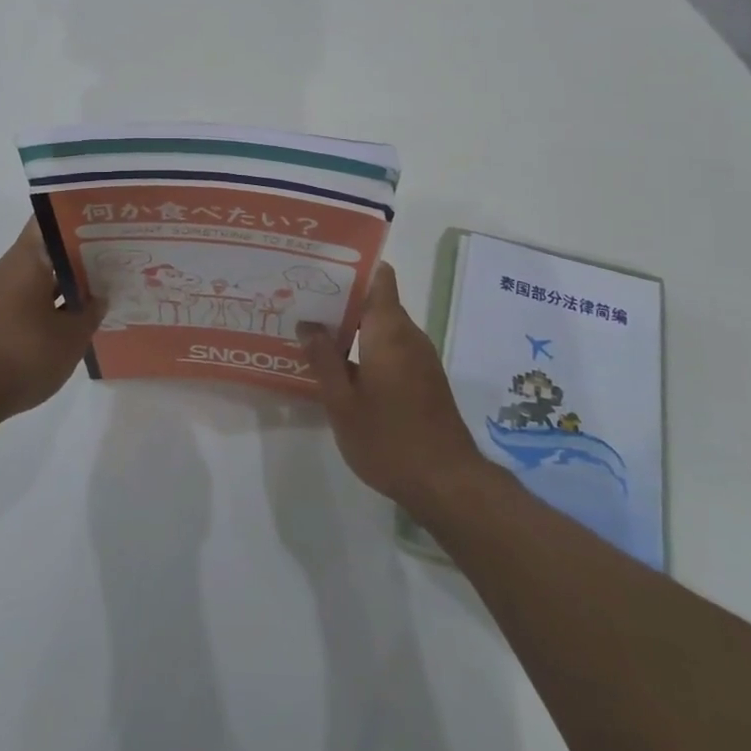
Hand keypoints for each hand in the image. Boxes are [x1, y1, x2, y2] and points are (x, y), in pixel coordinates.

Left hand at [0, 220, 104, 429]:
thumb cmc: (22, 355)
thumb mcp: (71, 337)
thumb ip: (90, 312)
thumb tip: (98, 297)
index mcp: (25, 259)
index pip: (50, 222)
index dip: (78, 220)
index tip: (104, 227)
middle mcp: (4, 269)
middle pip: (44, 251)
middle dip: (76, 258)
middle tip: (110, 264)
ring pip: (33, 278)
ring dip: (61, 286)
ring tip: (94, 297)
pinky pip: (20, 301)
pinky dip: (43, 307)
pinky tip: (64, 325)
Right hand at [298, 263, 489, 513]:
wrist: (446, 482)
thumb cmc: (388, 438)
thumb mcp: (342, 402)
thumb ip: (323, 359)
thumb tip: (307, 324)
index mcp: (388, 329)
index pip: (379, 276)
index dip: (353, 267)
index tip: (321, 269)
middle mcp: (408, 334)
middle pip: (376, 300)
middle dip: (342, 300)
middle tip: (303, 303)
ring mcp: (420, 357)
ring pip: (382, 327)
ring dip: (353, 327)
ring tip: (314, 333)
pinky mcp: (424, 379)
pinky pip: (391, 348)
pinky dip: (367, 348)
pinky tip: (341, 368)